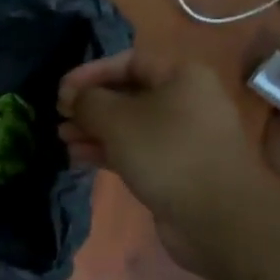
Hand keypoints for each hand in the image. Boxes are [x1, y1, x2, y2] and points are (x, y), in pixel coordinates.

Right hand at [57, 48, 259, 275]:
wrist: (218, 217)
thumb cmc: (167, 153)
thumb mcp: (117, 119)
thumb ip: (88, 100)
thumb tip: (75, 99)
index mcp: (181, 76)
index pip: (128, 61)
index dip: (90, 73)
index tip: (61, 91)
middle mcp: (186, 100)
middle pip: (128, 93)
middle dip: (90, 105)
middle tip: (61, 116)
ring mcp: (183, 136)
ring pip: (130, 124)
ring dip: (95, 129)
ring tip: (63, 139)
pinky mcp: (177, 167)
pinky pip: (137, 149)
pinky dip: (109, 150)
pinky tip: (79, 157)